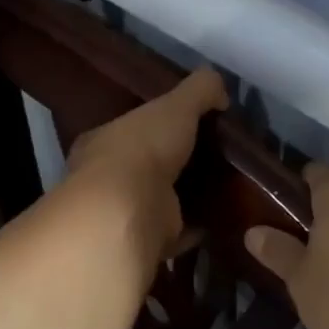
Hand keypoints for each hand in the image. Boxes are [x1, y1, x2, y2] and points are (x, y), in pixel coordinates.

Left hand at [65, 67, 227, 270]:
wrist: (128, 211)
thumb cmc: (143, 148)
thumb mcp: (176, 104)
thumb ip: (199, 90)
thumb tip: (220, 87)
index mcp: (104, 141)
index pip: (131, 129)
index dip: (157, 126)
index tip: (189, 125)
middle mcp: (106, 178)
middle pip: (145, 166)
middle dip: (174, 163)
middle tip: (214, 158)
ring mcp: (123, 213)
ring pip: (159, 199)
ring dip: (185, 196)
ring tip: (223, 187)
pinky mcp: (145, 241)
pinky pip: (176, 231)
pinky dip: (196, 226)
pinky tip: (221, 219)